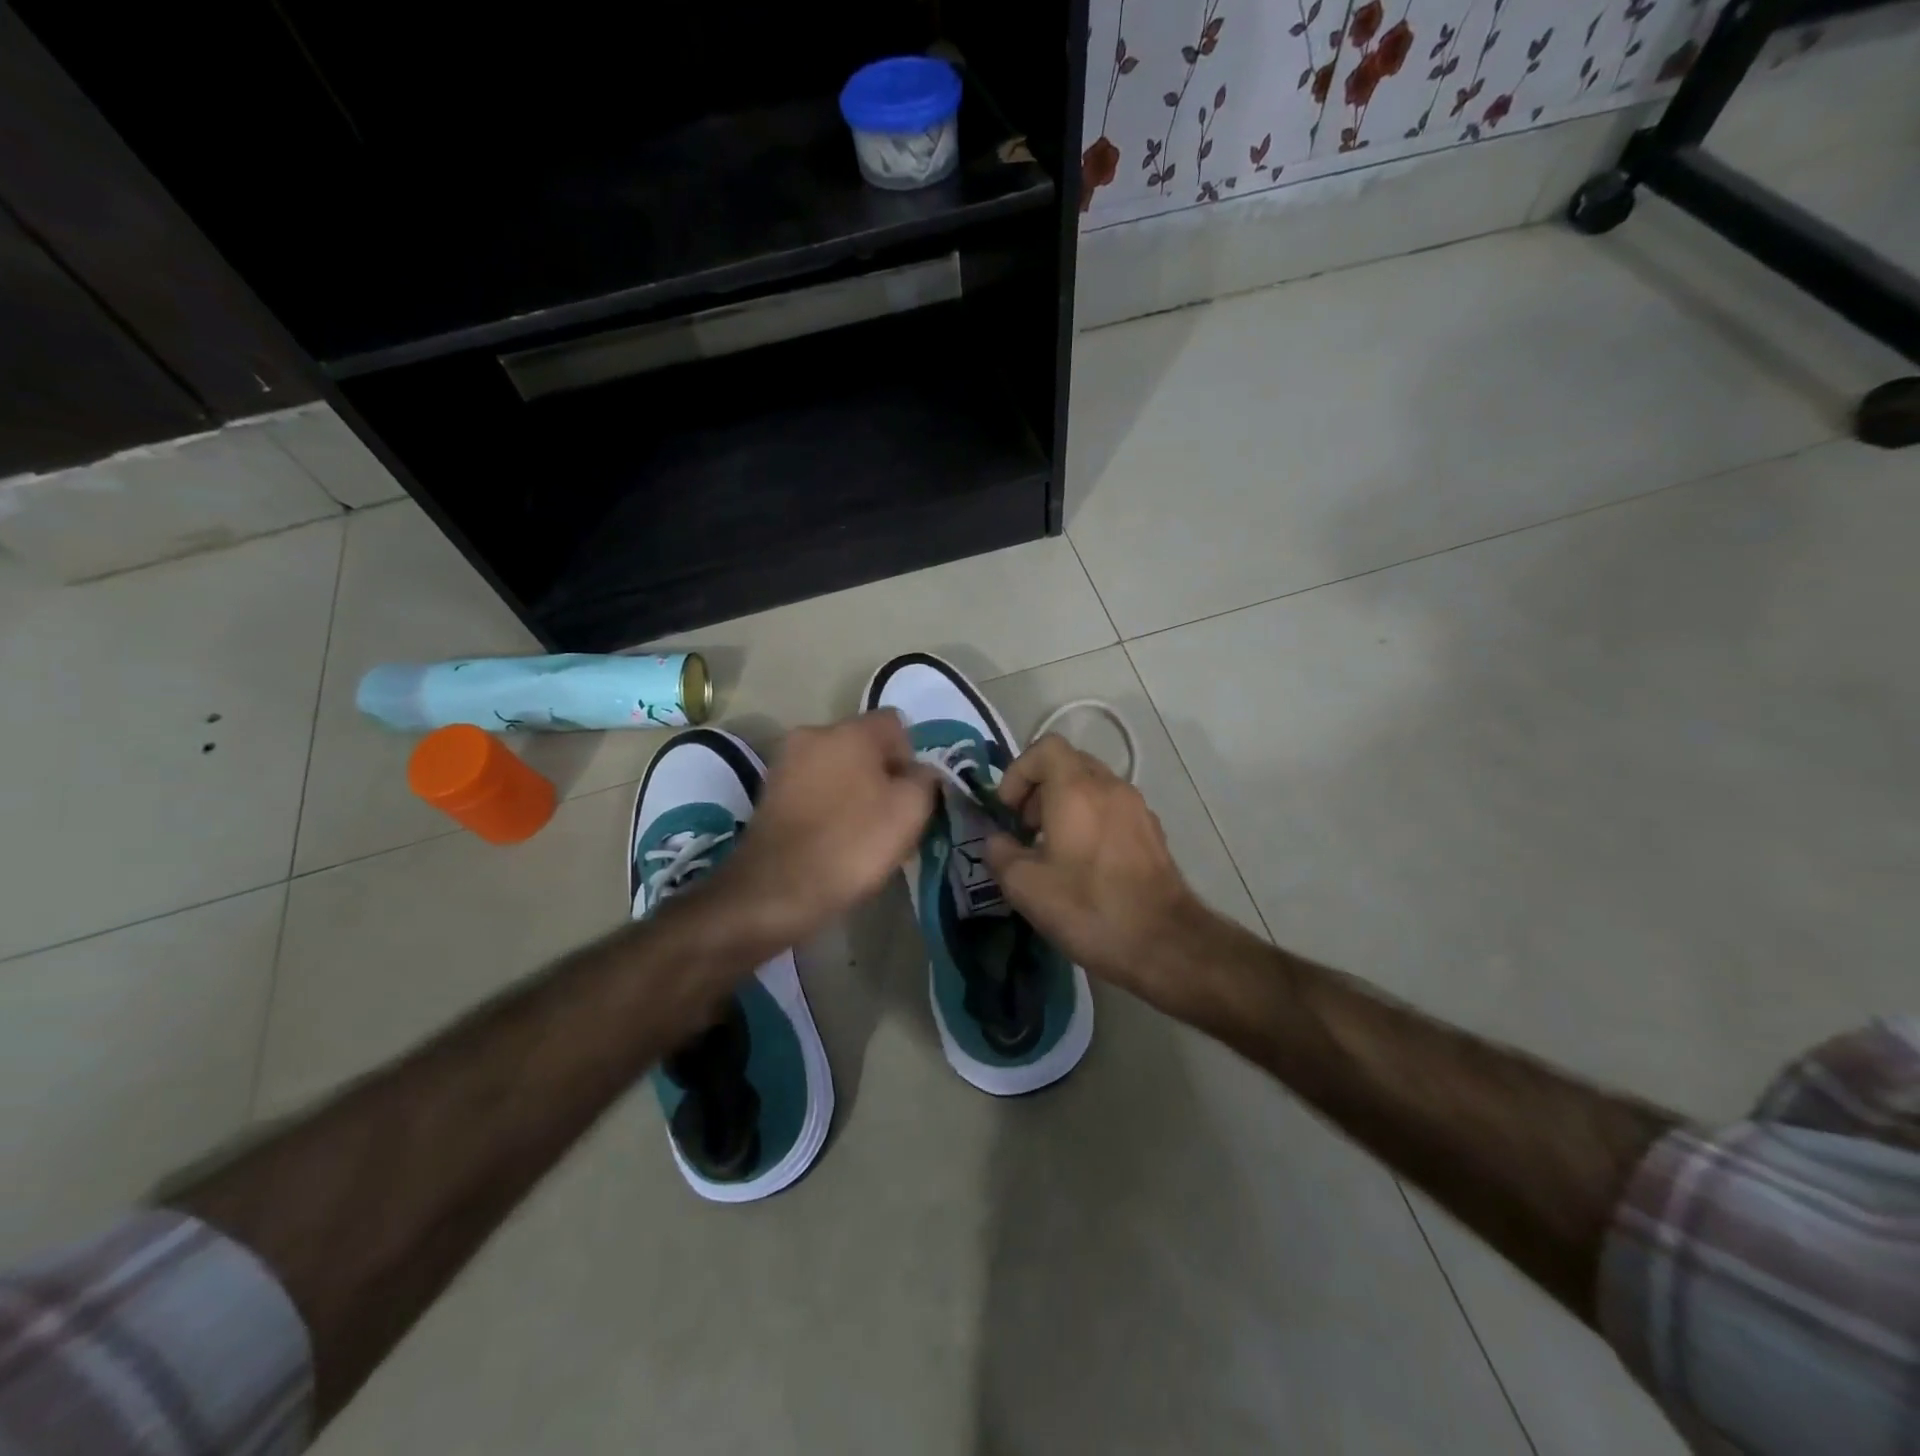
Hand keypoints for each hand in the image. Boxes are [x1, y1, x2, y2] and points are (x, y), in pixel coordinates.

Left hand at [712, 712, 936, 945]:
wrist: (776, 890)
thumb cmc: (852, 843)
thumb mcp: (910, 811)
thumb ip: (925, 780)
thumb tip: (920, 771)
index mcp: (850, 730)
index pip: (895, 723)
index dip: (911, 756)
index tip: (911, 795)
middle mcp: (812, 734)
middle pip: (862, 745)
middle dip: (881, 774)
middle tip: (891, 817)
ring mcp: (784, 763)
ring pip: (836, 768)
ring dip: (853, 790)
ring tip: (861, 833)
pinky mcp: (768, 793)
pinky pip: (812, 789)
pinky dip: (826, 806)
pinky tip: (832, 839)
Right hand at [984, 734, 1208, 1006]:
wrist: (1164, 943)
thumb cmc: (1089, 908)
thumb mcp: (1025, 886)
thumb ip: (1000, 853)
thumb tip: (998, 840)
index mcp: (1077, 789)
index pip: (1045, 748)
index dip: (1018, 772)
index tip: (1008, 811)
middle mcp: (1111, 787)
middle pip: (1068, 764)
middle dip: (1039, 789)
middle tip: (1025, 829)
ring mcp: (1137, 808)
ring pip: (1092, 786)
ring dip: (1065, 805)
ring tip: (1052, 849)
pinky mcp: (1152, 833)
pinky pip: (1112, 809)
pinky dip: (1090, 820)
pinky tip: (1084, 865)